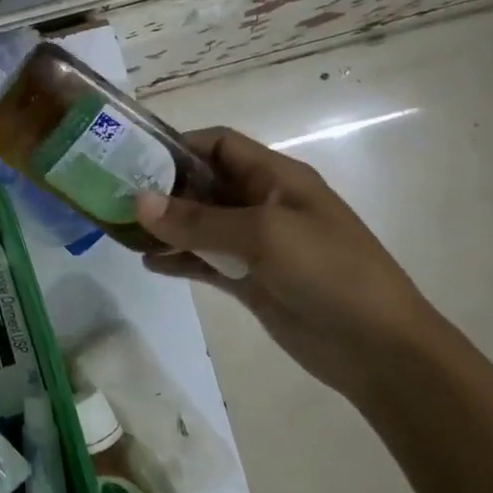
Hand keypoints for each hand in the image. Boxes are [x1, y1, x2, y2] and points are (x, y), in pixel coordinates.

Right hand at [134, 126, 448, 401]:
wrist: (378, 348)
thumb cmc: (329, 272)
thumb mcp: (264, 235)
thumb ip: (199, 220)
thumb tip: (139, 201)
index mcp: (276, 177)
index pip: (219, 145)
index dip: (178, 146)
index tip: (133, 158)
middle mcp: (263, 204)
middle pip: (204, 184)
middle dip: (163, 189)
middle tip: (114, 196)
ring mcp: (256, 245)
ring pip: (200, 225)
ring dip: (166, 227)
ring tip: (122, 232)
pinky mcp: (251, 281)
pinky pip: (205, 261)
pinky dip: (179, 260)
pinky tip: (149, 264)